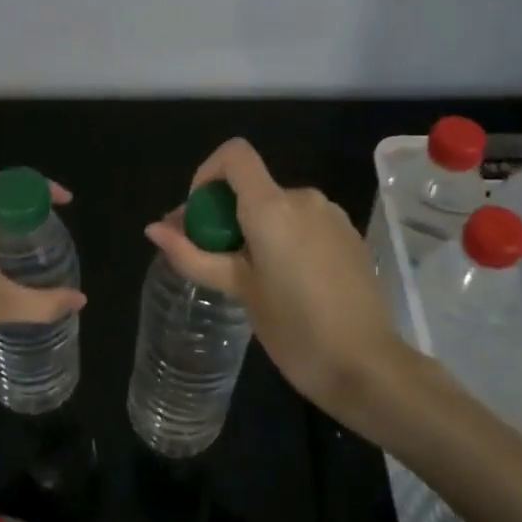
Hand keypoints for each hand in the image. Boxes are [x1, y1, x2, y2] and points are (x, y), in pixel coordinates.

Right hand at [145, 139, 402, 419]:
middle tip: (211, 256)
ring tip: (248, 276)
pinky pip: (304, 223)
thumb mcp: (238, 290)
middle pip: (253, 186)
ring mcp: (331, 216)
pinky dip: (284, 238)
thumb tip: (153, 229)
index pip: (234, 154)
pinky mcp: (349, 236)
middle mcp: (304, 198)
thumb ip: (193, 254)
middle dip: (225, 212)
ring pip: (278, 207)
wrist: (368, 367)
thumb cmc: (294, 329)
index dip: (207, 173)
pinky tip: (285, 281)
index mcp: (272, 206)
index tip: (199, 216)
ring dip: (255, 228)